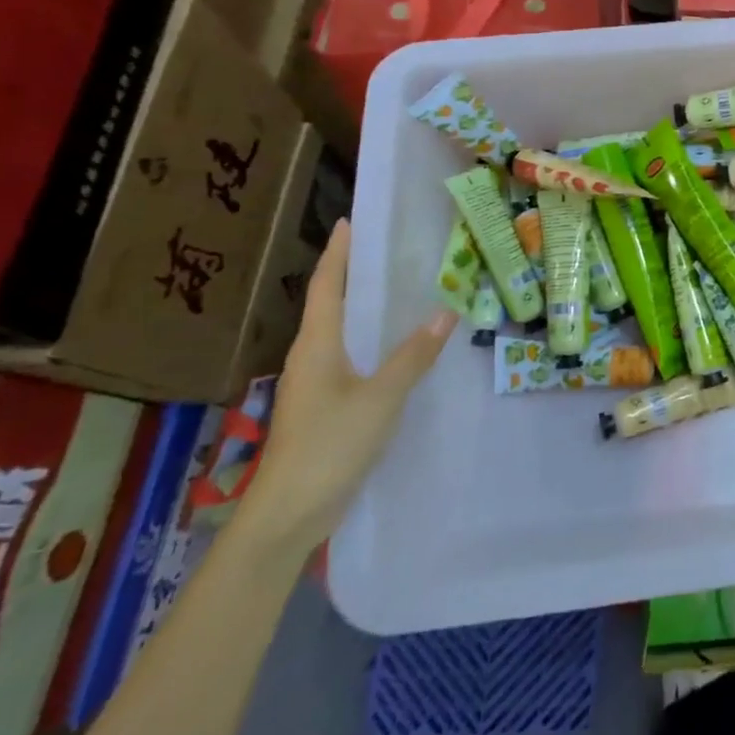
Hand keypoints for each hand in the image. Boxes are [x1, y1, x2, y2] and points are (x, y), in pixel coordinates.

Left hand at [239, 220, 453, 556]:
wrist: (289, 514)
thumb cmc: (329, 445)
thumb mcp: (380, 397)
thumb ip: (413, 356)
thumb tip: (445, 312)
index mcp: (316, 346)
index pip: (326, 286)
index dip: (338, 253)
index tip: (350, 221)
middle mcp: (310, 357)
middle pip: (330, 304)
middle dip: (353, 274)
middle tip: (388, 249)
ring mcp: (314, 384)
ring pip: (339, 333)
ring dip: (362, 308)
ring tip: (398, 290)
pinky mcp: (324, 407)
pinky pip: (349, 358)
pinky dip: (370, 341)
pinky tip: (395, 348)